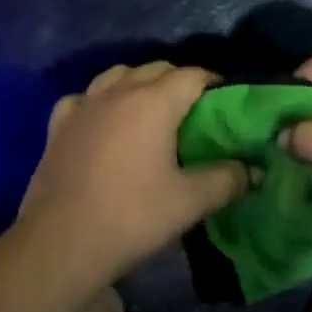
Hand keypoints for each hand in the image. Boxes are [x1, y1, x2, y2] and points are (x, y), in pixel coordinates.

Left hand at [13, 62, 246, 286]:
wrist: (61, 242)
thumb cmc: (132, 216)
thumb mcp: (190, 202)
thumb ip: (227, 180)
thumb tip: (253, 170)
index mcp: (154, 101)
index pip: (192, 75)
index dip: (214, 84)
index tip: (227, 103)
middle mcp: (119, 91)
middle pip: (156, 68)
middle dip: (179, 81)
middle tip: (195, 111)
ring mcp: (84, 105)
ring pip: (117, 75)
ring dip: (138, 83)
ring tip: (150, 110)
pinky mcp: (59, 125)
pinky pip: (84, 98)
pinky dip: (99, 101)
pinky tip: (102, 121)